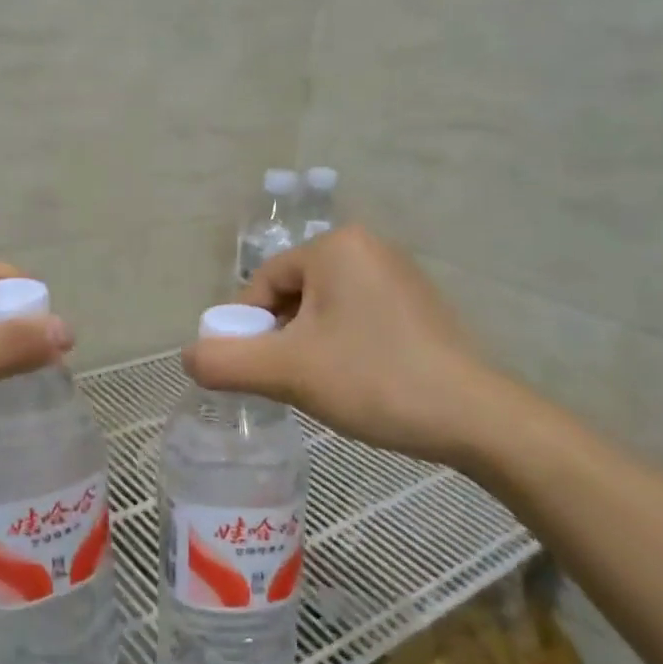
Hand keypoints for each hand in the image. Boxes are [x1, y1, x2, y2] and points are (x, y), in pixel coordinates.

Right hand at [183, 227, 522, 467]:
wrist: (474, 416)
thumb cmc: (373, 379)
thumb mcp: (287, 372)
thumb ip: (226, 362)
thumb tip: (188, 357)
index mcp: (336, 247)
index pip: (264, 283)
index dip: (248, 329)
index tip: (252, 370)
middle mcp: (369, 247)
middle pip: (294, 294)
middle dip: (281, 338)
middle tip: (288, 383)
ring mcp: (400, 274)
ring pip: (326, 309)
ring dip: (310, 345)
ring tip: (323, 387)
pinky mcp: (419, 304)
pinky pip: (359, 317)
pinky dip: (344, 345)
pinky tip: (357, 381)